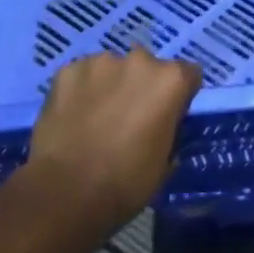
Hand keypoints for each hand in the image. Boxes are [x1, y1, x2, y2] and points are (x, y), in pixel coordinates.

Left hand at [27, 47, 200, 229]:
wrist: (66, 192)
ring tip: (95, 120)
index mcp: (170, 80)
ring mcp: (101, 62)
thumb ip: (168, 131)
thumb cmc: (125, 183)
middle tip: (128, 119)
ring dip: (110, 86)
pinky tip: (72, 118)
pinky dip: (80, 91)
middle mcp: (139, 60)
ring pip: (112, 69)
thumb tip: (162, 126)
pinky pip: (81, 76)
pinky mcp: (68, 70)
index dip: (179, 96)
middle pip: (148, 67)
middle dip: (142, 87)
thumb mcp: (164, 162)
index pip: (187, 74)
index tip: (167, 116)